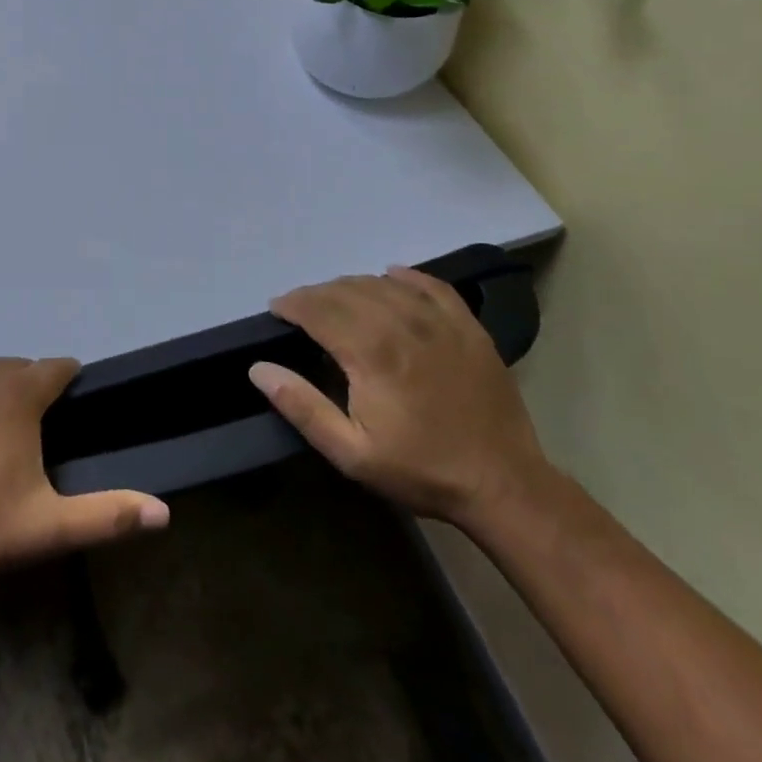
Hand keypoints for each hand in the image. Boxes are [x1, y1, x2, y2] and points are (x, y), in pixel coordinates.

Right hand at [251, 269, 551, 530]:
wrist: (503, 484)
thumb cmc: (420, 469)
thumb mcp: (351, 453)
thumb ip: (302, 406)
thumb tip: (258, 368)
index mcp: (371, 353)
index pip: (318, 309)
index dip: (292, 304)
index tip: (276, 309)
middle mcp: (402, 324)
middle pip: (346, 291)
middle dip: (315, 295)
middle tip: (300, 310)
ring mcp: (439, 321)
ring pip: (382, 284)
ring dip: (351, 286)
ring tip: (337, 301)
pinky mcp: (467, 326)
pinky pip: (430, 285)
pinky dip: (404, 277)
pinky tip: (390, 277)